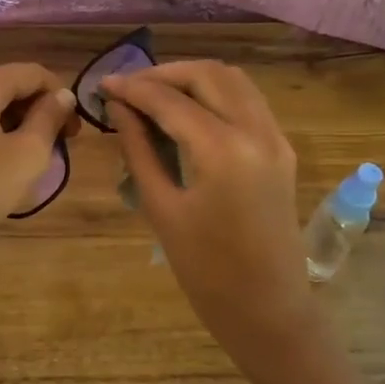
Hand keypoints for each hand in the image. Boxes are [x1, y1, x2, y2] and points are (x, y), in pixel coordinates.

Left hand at [0, 64, 76, 286]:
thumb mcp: (26, 156)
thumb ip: (48, 120)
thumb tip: (62, 95)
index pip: (32, 73)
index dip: (60, 96)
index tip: (74, 132)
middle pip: (4, 85)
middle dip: (34, 111)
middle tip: (55, 148)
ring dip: (10, 124)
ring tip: (25, 159)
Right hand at [102, 61, 322, 365]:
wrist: (267, 310)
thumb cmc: (205, 271)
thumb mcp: (161, 208)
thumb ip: (139, 150)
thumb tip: (119, 108)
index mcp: (224, 150)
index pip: (171, 100)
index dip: (133, 88)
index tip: (102, 84)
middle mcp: (256, 131)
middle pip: (208, 75)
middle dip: (164, 74)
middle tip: (128, 88)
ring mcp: (275, 138)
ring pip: (234, 81)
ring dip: (192, 79)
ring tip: (155, 94)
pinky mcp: (281, 150)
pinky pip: (248, 102)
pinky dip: (216, 94)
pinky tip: (188, 112)